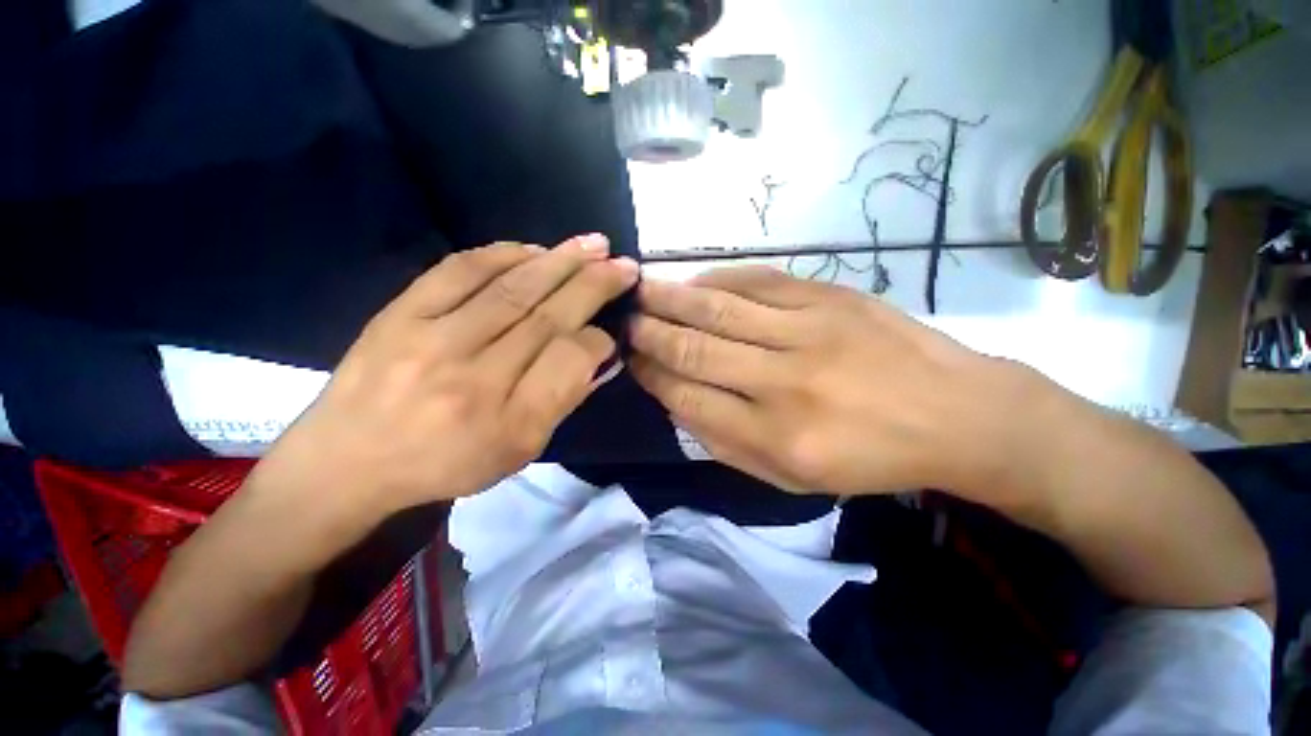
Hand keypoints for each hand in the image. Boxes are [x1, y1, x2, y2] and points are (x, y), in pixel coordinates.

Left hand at [254, 236, 637, 512]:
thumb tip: (595, 352)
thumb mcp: (518, 452)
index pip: (569, 362)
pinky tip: (535, 248)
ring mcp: (431, 340)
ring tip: (594, 244)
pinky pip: (460, 271)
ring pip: (513, 288)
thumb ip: (562, 401)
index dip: (597, 339)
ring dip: (560, 261)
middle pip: (547, 317)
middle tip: (625, 264)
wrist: (348, 462)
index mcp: (507, 423)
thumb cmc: (446, 464)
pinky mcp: (399, 314)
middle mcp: (473, 378)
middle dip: (594, 285)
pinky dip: (503, 253)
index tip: (610, 330)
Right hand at [629, 266, 1030, 498]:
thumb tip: (678, 401)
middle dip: (651, 333)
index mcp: (775, 436)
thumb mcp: (792, 478)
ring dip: (671, 298)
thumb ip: (726, 443)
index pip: (689, 398)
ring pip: (719, 309)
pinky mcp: (828, 297)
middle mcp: (784, 381)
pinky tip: (692, 279)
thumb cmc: (868, 458)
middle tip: (624, 319)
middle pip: (695, 348)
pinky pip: (757, 281)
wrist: (956, 414)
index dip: (652, 376)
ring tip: (640, 289)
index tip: (631, 360)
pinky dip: (716, 279)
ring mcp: (807, 332)